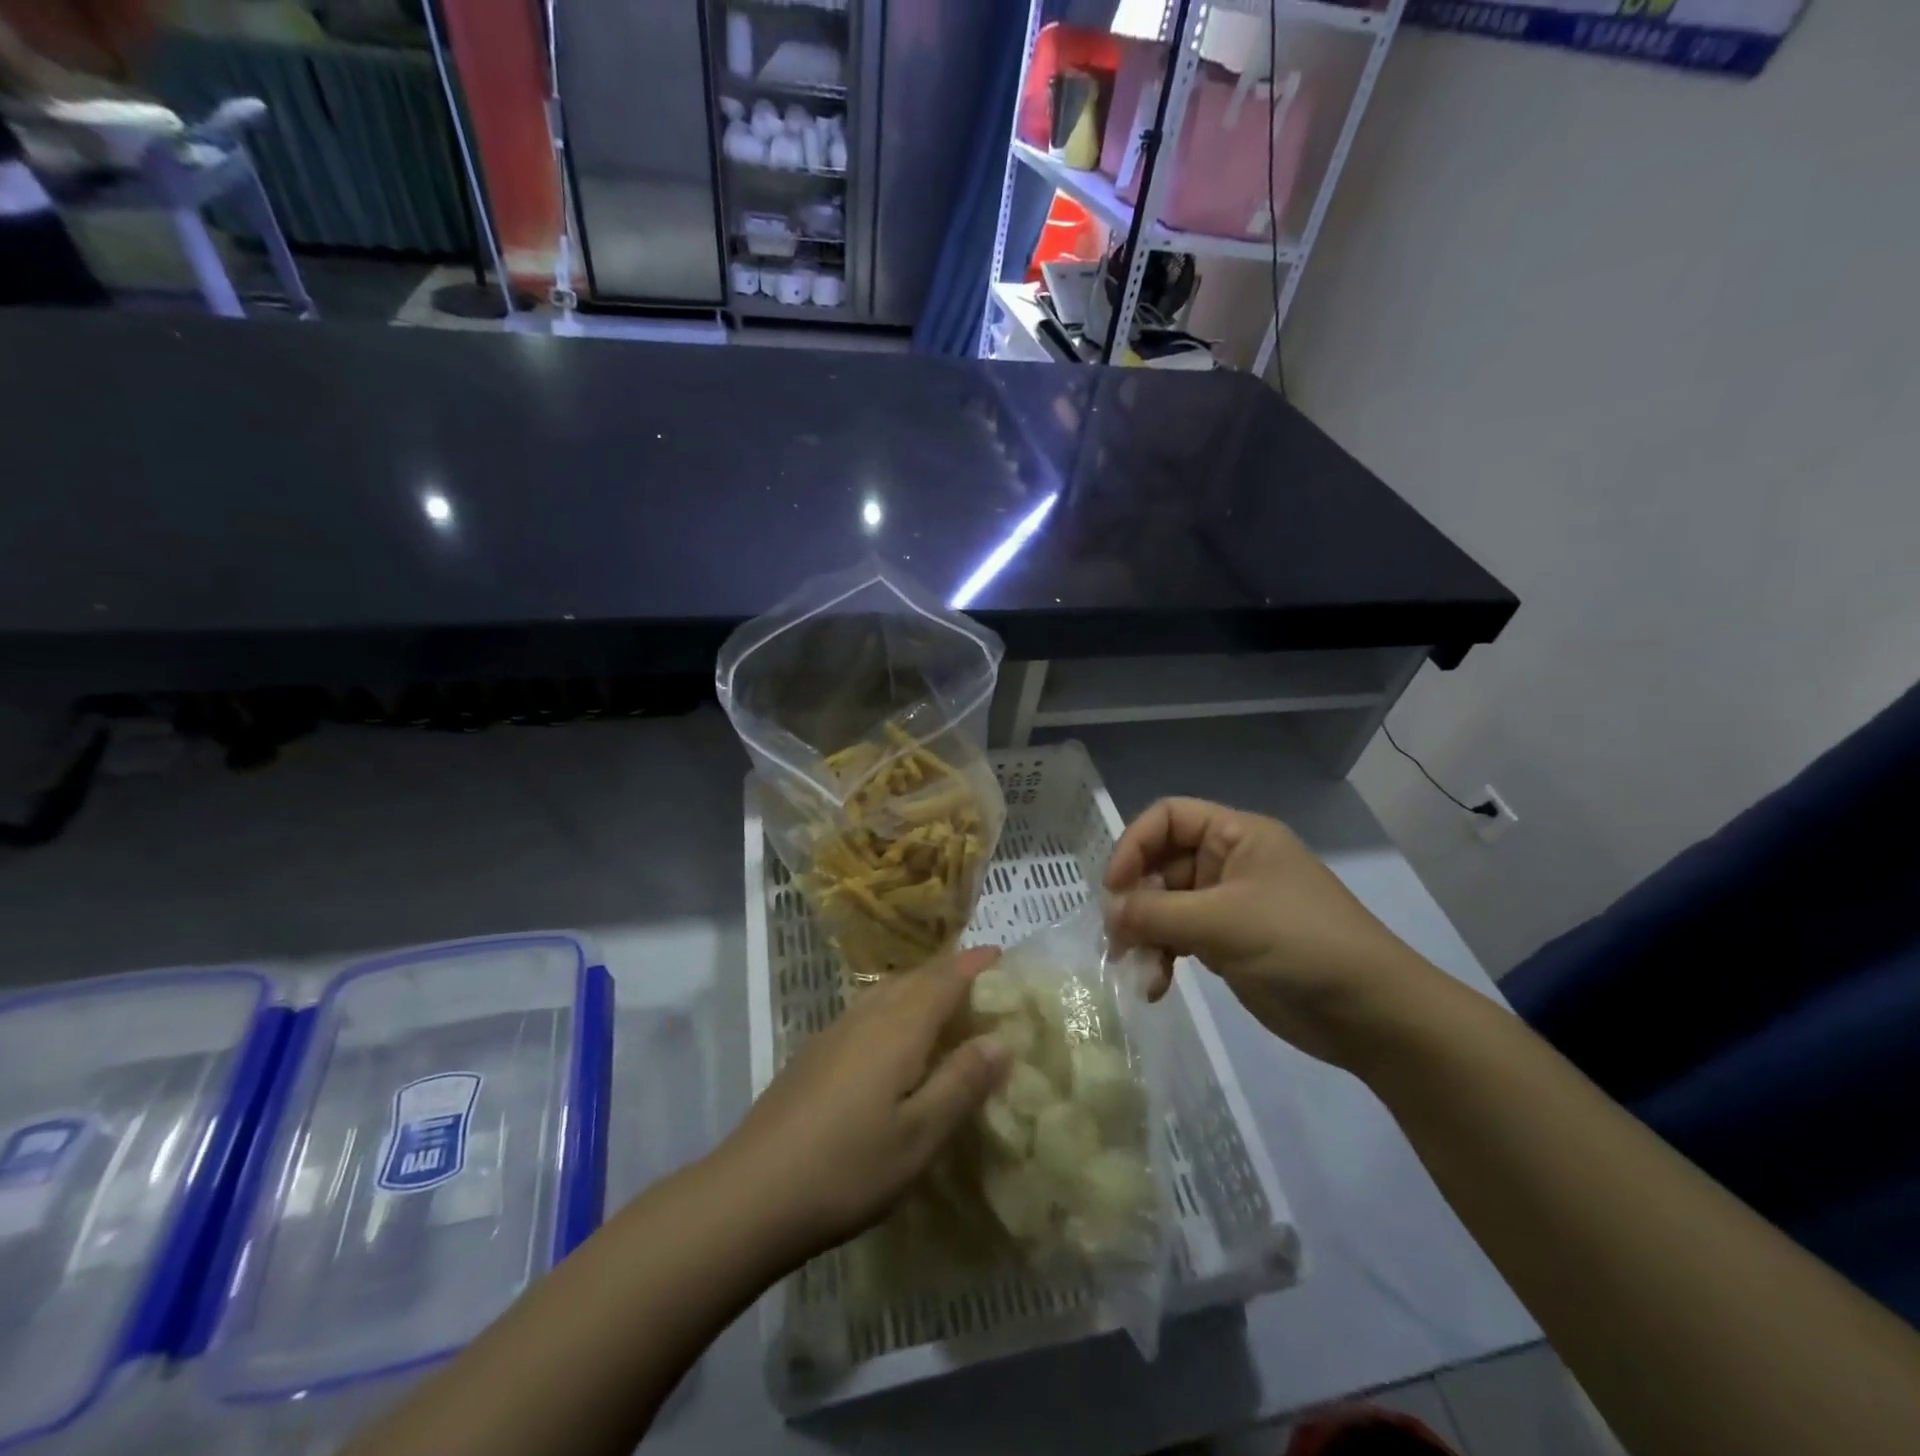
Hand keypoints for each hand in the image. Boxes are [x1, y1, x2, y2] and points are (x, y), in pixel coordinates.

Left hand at [717, 948, 1009, 1261]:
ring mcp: (835, 1032)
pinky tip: (892, 1037)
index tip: (1001, 953)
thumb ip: (961, 1083)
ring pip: (887, 991)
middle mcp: (867, 1016)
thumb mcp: (919, 1136)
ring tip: (943, 1001)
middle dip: (949, 972)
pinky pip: (867, 1009)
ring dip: (920, 986)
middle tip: (981, 979)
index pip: (945, 979)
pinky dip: (894, 1006)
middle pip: (915, 978)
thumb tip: (1000, 1040)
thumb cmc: (848, 1167)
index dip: (974, 964)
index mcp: (899, 1028)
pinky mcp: (814, 1053)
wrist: (750, 1192)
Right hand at [1104, 798, 1437, 1067]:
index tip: (1113, 887)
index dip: (1134, 844)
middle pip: (1162, 863)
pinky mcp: (1229, 944)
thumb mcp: (1224, 922)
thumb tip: (1109, 914)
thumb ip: (1157, 913)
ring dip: (1145, 933)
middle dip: (1136, 898)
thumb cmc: (1300, 944)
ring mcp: (1228, 905)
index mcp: (1236, 835)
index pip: (1168, 817)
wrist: (1373, 1014)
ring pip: (1166, 905)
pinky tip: (1156, 987)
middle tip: (1116, 936)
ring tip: (1134, 967)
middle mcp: (1229, 862)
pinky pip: (1180, 939)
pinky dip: (1163, 957)